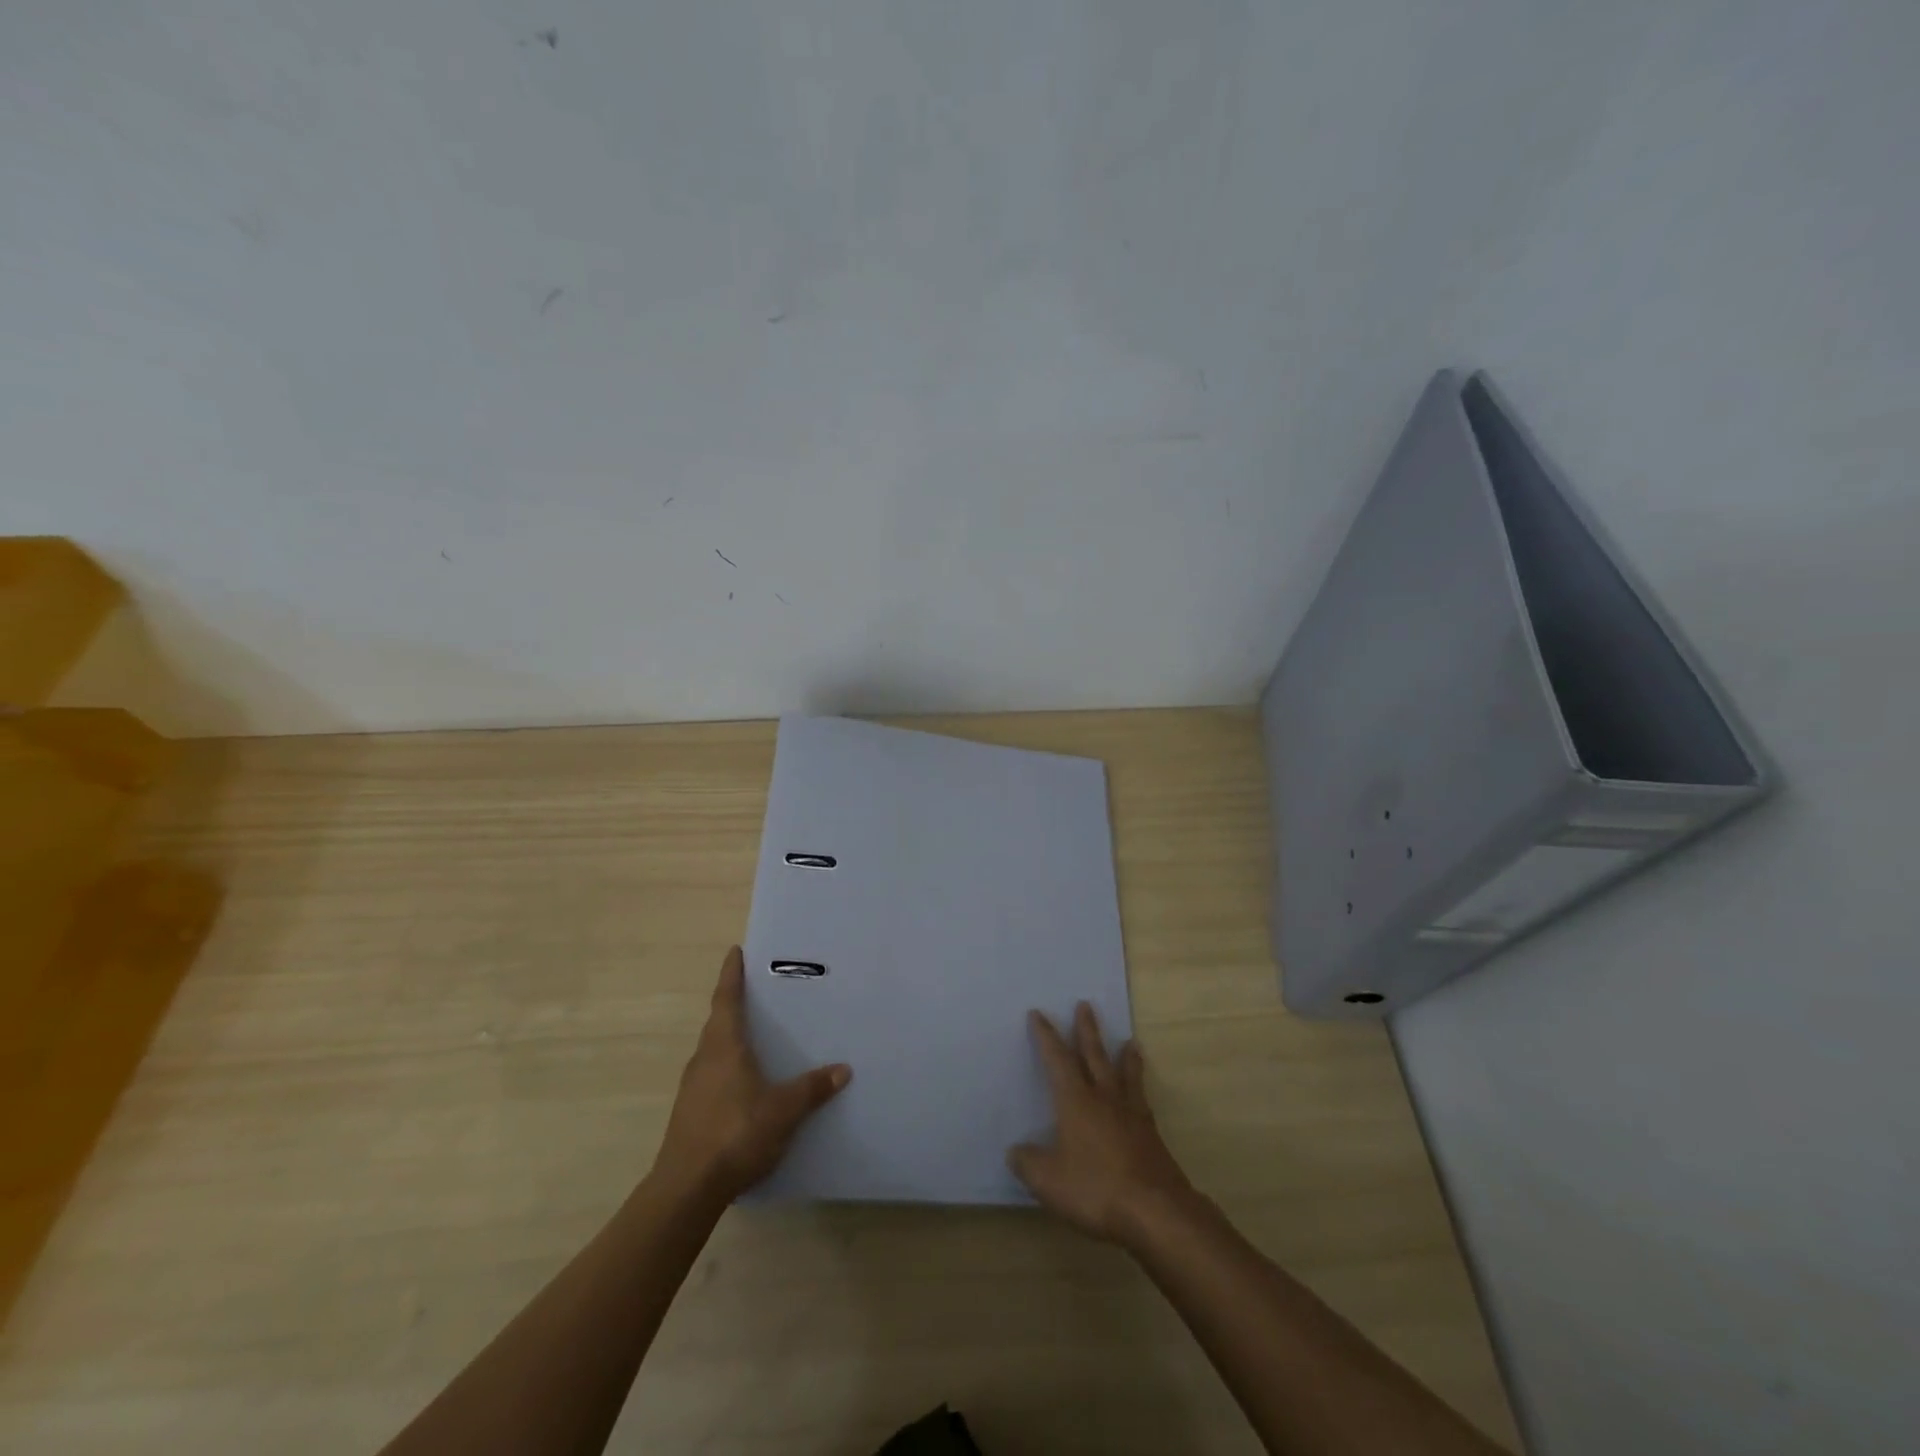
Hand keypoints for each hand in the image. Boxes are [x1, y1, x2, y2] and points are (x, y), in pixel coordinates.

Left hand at [652, 946, 850, 1202]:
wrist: (686, 1188)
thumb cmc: (735, 1133)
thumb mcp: (783, 1110)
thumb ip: (812, 1088)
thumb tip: (843, 1069)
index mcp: (724, 1046)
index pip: (727, 999)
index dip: (731, 974)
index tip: (735, 952)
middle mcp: (704, 1058)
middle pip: (718, 1022)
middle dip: (734, 1004)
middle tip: (757, 992)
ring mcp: (693, 1087)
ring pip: (714, 1050)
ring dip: (731, 1038)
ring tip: (756, 1036)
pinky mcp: (690, 1111)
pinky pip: (712, 1075)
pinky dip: (728, 1066)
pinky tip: (745, 1083)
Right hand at [1008, 1002, 1195, 1243]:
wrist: (1155, 1211)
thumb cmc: (1096, 1188)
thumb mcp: (1048, 1181)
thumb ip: (1028, 1163)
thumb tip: (1015, 1151)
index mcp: (1075, 1101)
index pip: (1057, 1060)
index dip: (1046, 1037)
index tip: (1039, 1014)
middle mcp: (1103, 1098)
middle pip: (1094, 1056)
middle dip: (1086, 1030)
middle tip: (1085, 1005)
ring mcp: (1131, 1114)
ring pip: (1124, 1074)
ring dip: (1123, 1056)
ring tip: (1129, 1041)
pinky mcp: (1150, 1135)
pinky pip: (1141, 1099)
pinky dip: (1140, 1088)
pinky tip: (1141, 1095)